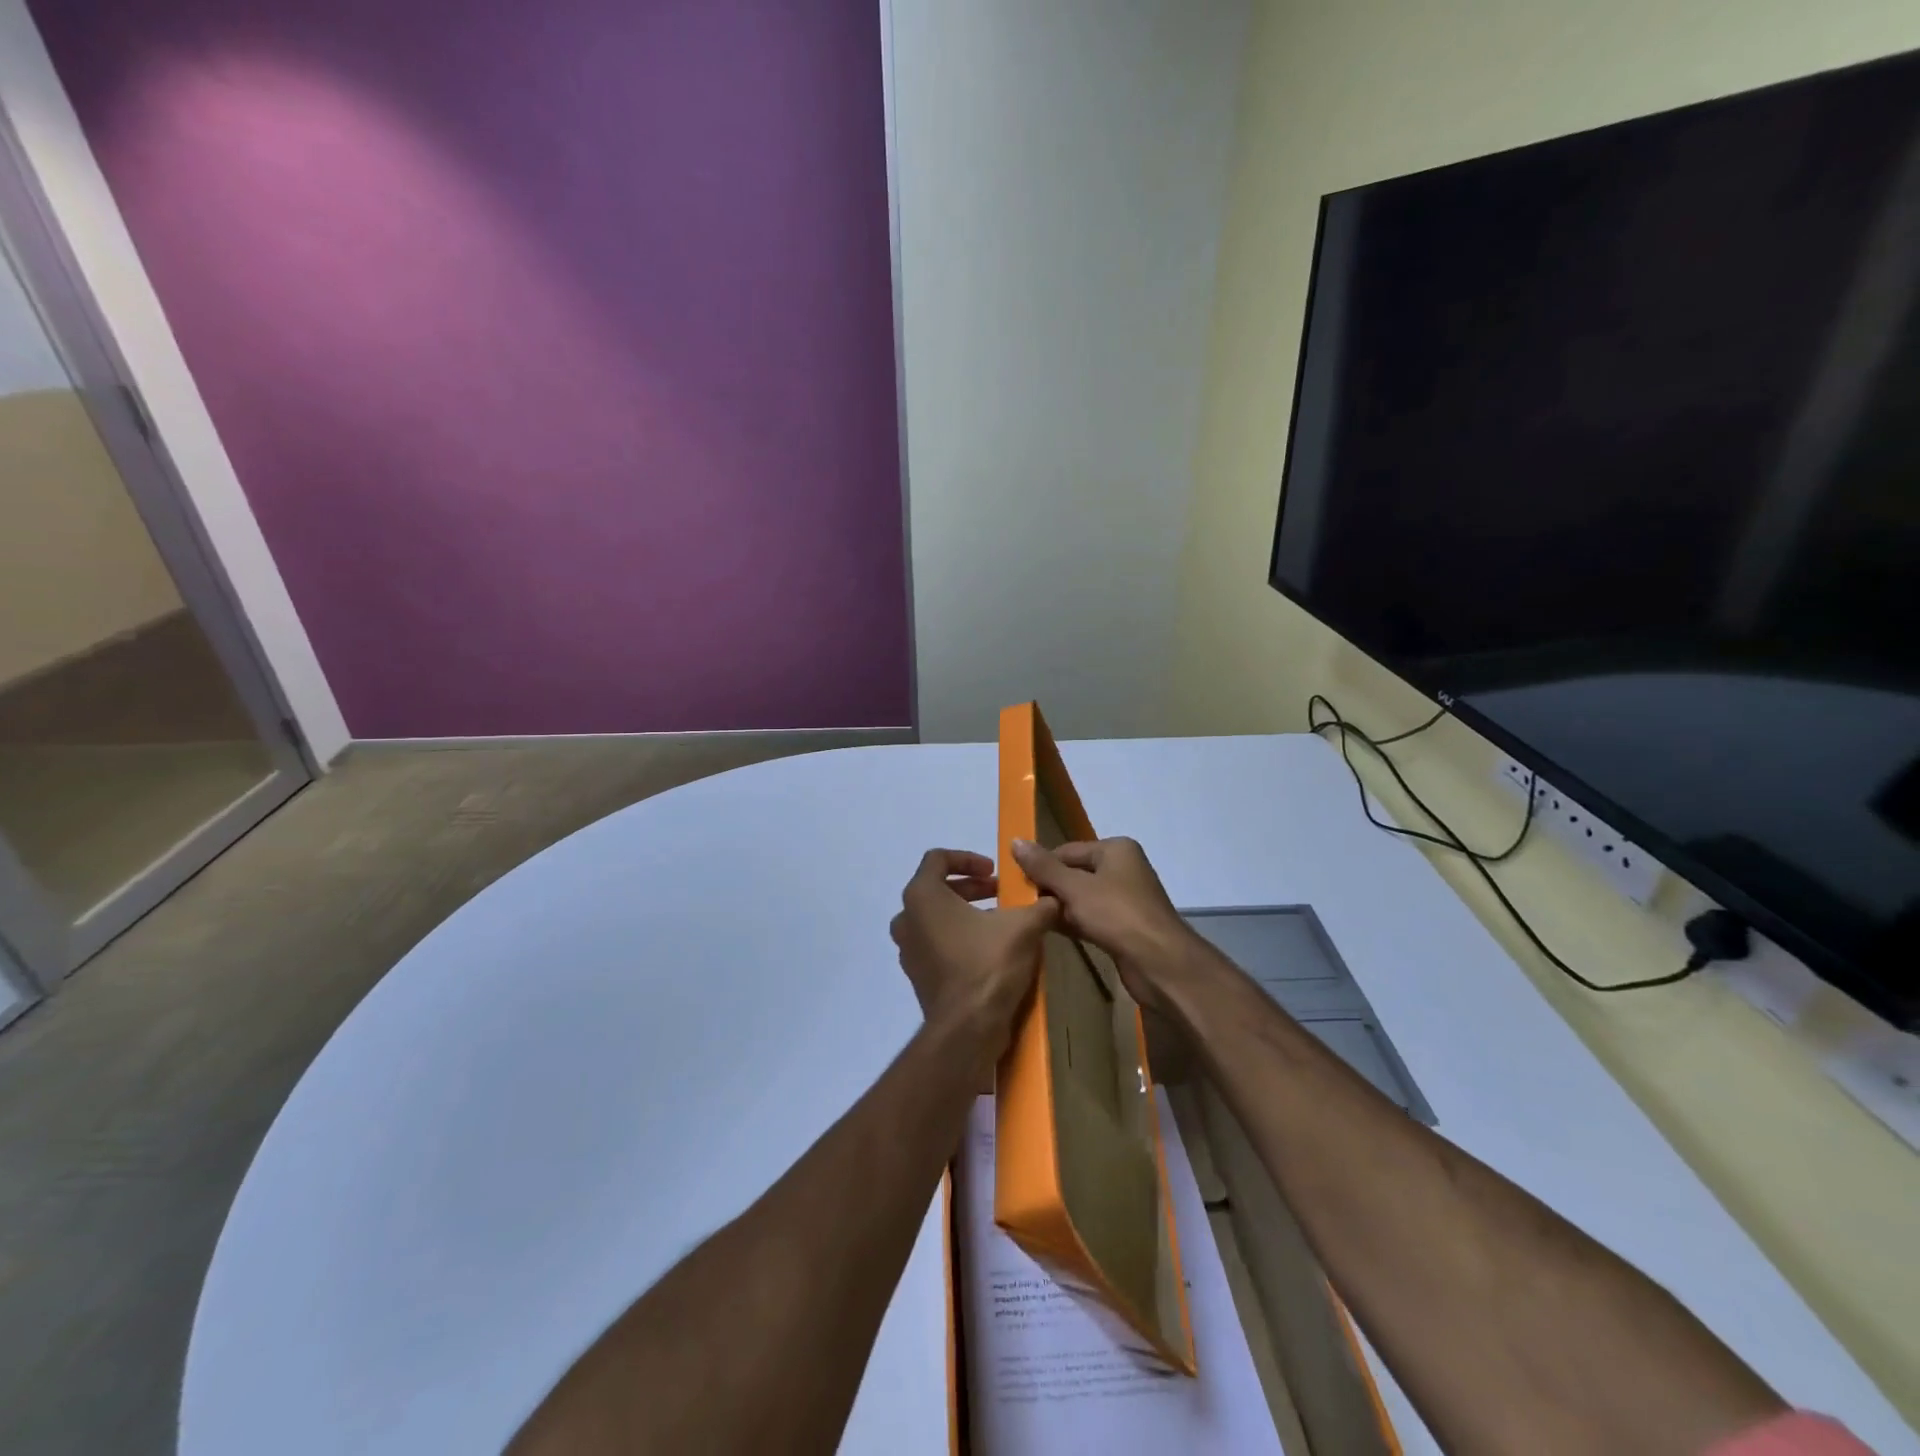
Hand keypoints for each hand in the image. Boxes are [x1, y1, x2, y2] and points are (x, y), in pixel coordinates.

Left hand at [890, 850, 1058, 1068]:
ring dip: (965, 913)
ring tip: (999, 921)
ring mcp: (908, 949)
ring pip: (936, 917)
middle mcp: (907, 918)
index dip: (968, 858)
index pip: (938, 859)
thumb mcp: (1025, 926)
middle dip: (971, 888)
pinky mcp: (917, 975)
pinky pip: (936, 943)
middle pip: (936, 888)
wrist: (968, 1028)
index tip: (994, 872)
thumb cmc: (989, 964)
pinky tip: (988, 950)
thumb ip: (1039, 905)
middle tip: (1001, 893)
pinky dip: (958, 937)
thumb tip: (1055, 898)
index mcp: (922, 896)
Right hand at [1009, 837, 1199, 1011]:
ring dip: (1059, 907)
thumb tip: (1015, 840)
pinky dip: (1073, 922)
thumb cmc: (1117, 915)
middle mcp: (1122, 868)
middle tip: (1020, 904)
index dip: (1041, 866)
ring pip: (1081, 897)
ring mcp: (1125, 899)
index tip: (1015, 884)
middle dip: (1049, 888)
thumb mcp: (1075, 888)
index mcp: (1115, 850)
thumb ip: (1044, 867)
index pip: (1067, 851)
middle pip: (1074, 873)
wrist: (1161, 963)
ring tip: (1030, 918)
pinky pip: (1091, 917)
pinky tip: (1050, 931)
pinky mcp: (1124, 926)